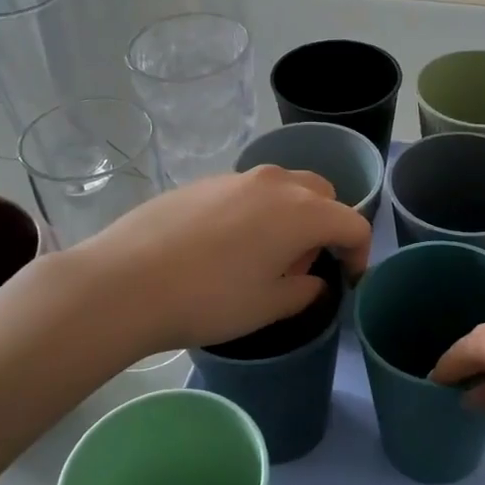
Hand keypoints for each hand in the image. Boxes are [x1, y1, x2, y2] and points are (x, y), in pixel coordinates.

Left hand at [76, 166, 372, 355]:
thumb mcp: (268, 306)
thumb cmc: (209, 299)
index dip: (360, 253)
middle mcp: (275, 183)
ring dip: (291, 215)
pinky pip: (246, 191)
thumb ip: (304, 292)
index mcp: (302, 212)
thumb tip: (312, 280)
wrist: (125, 282)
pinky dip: (255, 212)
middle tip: (304, 264)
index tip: (349, 280)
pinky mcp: (201, 182)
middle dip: (326, 225)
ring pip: (283, 187)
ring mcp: (234, 177)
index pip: (352, 223)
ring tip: (264, 255)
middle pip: (321, 194)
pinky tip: (225, 246)